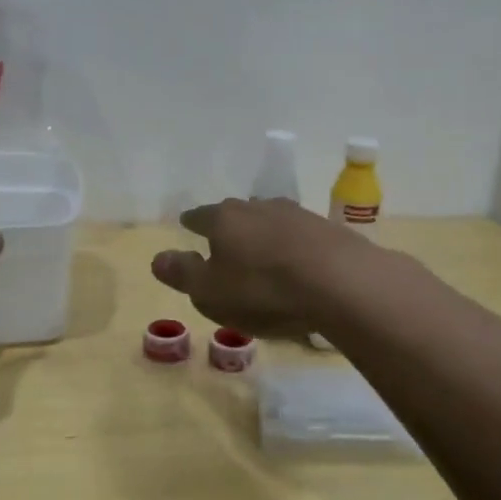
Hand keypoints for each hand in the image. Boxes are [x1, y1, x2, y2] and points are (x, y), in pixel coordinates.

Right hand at [150, 198, 353, 338]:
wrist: (342, 282)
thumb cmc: (264, 290)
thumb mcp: (211, 292)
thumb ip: (183, 274)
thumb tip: (158, 258)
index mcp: (224, 219)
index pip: (200, 216)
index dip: (191, 222)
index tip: (187, 223)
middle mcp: (258, 207)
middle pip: (236, 214)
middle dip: (229, 227)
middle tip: (224, 243)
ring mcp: (296, 214)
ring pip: (269, 221)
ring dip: (263, 235)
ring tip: (261, 254)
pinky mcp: (327, 229)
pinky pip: (299, 236)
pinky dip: (292, 247)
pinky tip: (296, 263)